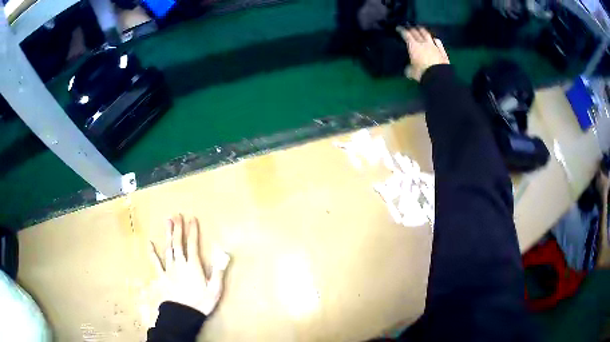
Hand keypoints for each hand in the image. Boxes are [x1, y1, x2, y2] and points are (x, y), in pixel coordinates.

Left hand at [149, 215, 229, 315]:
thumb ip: (218, 272)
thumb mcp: (215, 290)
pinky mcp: (162, 276)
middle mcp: (180, 263)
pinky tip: (149, 243)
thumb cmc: (201, 303)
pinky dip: (152, 253)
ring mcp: (169, 269)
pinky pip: (156, 262)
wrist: (183, 315)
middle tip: (177, 215)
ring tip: (167, 222)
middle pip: (178, 243)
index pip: (192, 244)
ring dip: (168, 235)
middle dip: (178, 228)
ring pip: (168, 248)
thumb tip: (223, 254)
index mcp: (193, 266)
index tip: (192, 218)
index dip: (193, 231)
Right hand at [397, 27, 449, 81]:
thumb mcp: (410, 72)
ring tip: (421, 28)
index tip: (398, 27)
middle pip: (416, 32)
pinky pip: (439, 43)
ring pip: (427, 35)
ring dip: (423, 30)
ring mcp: (434, 46)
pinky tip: (435, 39)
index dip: (401, 30)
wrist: (438, 77)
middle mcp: (423, 43)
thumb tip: (408, 68)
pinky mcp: (442, 52)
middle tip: (408, 26)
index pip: (406, 34)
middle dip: (411, 28)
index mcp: (413, 46)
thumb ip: (408, 67)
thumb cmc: (422, 73)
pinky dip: (436, 40)